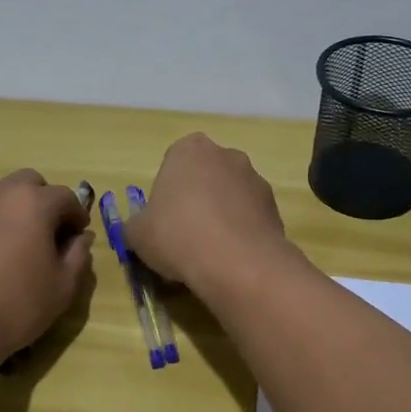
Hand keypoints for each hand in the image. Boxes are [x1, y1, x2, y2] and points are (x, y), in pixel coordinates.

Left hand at [0, 170, 93, 365]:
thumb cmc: (15, 308)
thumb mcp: (62, 288)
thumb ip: (78, 255)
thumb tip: (81, 238)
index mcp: (32, 203)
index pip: (65, 196)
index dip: (75, 216)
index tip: (75, 236)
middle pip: (27, 183)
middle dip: (40, 202)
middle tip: (41, 234)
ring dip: (6, 212)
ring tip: (5, 247)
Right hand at [124, 134, 289, 293]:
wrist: (236, 262)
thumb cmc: (177, 235)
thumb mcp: (137, 234)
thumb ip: (136, 225)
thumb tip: (140, 230)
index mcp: (189, 149)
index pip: (173, 163)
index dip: (167, 193)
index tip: (163, 220)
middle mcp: (226, 154)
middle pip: (205, 176)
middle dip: (197, 200)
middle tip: (184, 235)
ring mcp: (255, 179)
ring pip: (230, 196)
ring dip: (221, 215)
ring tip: (210, 252)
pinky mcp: (275, 206)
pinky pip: (250, 217)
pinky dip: (241, 232)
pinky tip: (231, 258)